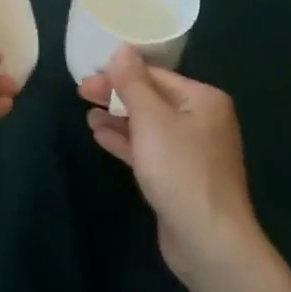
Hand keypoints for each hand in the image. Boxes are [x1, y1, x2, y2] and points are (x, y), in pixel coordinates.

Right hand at [79, 48, 260, 285]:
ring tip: (88, 116)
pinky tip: (100, 137)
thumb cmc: (180, 170)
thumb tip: (121, 49)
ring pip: (149, 125)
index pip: (155, 75)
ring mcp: (192, 151)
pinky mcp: (180, 177)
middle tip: (81, 93)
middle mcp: (202, 120)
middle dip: (117, 96)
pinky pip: (149, 149)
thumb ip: (133, 83)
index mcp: (203, 100)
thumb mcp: (151, 119)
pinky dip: (127, 142)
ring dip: (118, 118)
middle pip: (152, 98)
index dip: (119, 73)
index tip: (87, 75)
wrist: (209, 241)